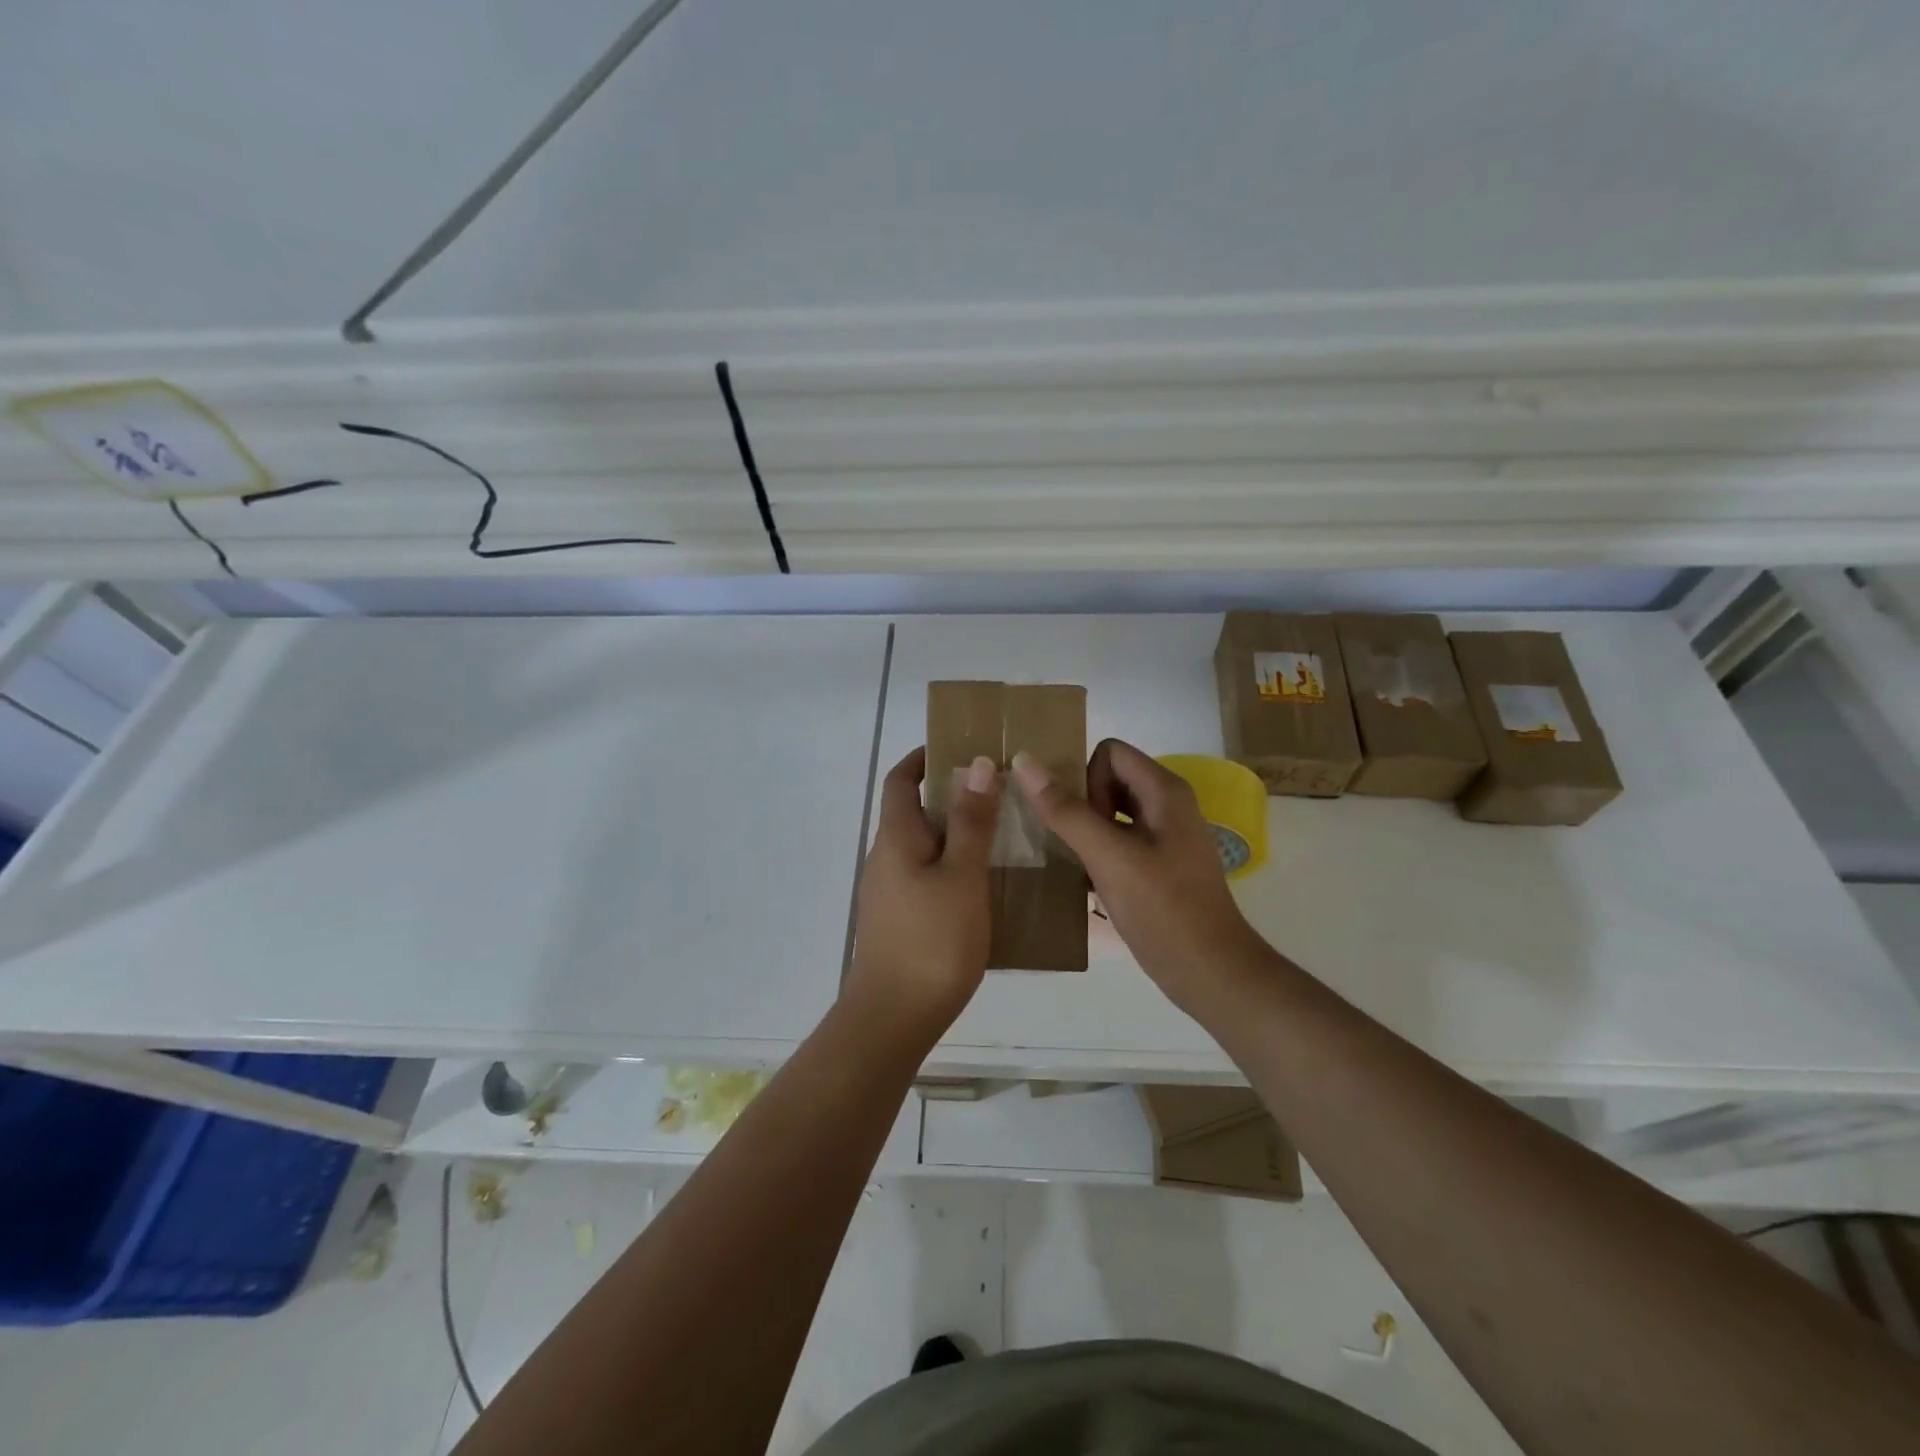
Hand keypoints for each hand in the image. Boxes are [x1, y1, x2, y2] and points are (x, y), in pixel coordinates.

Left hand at [843, 747, 999, 1043]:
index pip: (901, 780)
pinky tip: (986, 884)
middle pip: (914, 811)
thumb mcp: (962, 875)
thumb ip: (972, 821)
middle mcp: (885, 857)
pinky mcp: (899, 919)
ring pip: (924, 846)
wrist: (893, 1017)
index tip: (960, 748)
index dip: (924, 758)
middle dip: (951, 795)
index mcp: (896, 837)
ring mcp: (889, 891)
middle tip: (999, 792)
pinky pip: (927, 876)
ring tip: (1003, 834)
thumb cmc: (932, 939)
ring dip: (956, 833)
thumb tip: (976, 763)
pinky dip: (953, 866)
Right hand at [1013, 739, 1264, 1012]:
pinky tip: (1088, 881)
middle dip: (1082, 804)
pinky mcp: (1160, 865)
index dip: (1086, 779)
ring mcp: (1165, 837)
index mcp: (1164, 791)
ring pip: (1112, 811)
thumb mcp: (1109, 857)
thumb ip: (1066, 810)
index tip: (1083, 823)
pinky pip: (1119, 840)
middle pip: (1109, 779)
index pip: (1109, 753)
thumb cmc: (1163, 910)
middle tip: (1078, 847)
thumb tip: (1023, 760)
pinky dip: (1099, 851)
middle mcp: (1168, 805)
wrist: (1210, 973)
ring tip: (1074, 862)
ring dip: (1086, 830)